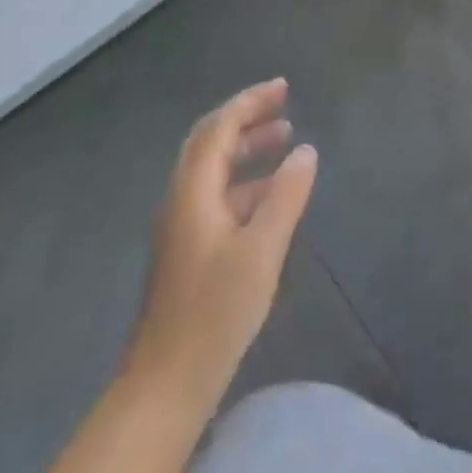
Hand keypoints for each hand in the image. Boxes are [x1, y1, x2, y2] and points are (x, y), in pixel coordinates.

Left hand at [126, 78, 318, 407]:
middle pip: (212, 139)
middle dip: (247, 117)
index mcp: (193, 188)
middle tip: (284, 104)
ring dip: (246, 148)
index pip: (220, 126)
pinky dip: (244, 180)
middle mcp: (181, 196)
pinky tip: (269, 196)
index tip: (283, 87)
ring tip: (284, 140)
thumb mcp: (261, 251)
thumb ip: (286, 196)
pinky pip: (216, 193)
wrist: (165, 384)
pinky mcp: (186, 248)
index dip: (251, 101)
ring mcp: (181, 223)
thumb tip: (306, 150)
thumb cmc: (215, 311)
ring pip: (214, 167)